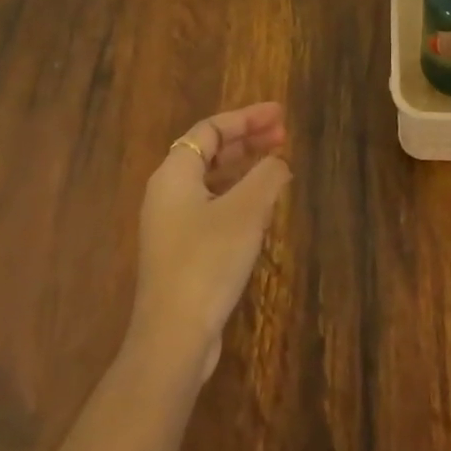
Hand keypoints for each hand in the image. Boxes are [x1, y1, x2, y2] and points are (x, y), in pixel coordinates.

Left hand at [129, 102, 291, 381]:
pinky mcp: (180, 252)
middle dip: (247, 140)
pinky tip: (261, 206)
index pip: (211, 129)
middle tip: (284, 135)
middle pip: (209, 152)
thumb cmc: (207, 261)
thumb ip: (267, 177)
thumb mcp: (246, 212)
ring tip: (277, 164)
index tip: (280, 114)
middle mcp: (167, 193)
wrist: (173, 337)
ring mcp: (171, 224)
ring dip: (244, 168)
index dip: (247, 118)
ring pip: (211, 180)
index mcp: (174, 174)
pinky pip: (211, 206)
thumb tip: (279, 162)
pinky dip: (237, 195)